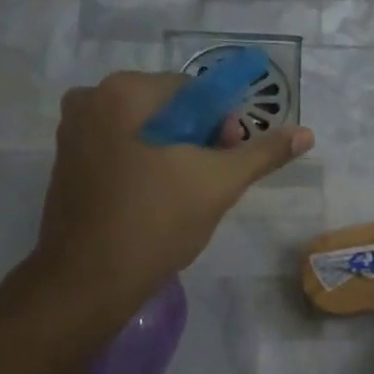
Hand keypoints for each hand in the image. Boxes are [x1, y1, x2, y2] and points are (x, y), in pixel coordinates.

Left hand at [28, 72, 312, 314]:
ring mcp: (72, 133)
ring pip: (145, 132)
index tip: (229, 160)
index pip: (194, 91)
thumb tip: (306, 133)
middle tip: (212, 181)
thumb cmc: (156, 222)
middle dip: (198, 140)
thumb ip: (262, 153)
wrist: (89, 281)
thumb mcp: (219, 184)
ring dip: (174, 155)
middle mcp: (90, 100)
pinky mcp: (67, 164)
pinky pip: (121, 150)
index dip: (221, 124)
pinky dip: (145, 167)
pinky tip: (157, 202)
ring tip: (187, 196)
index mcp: (123, 92)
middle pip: (168, 110)